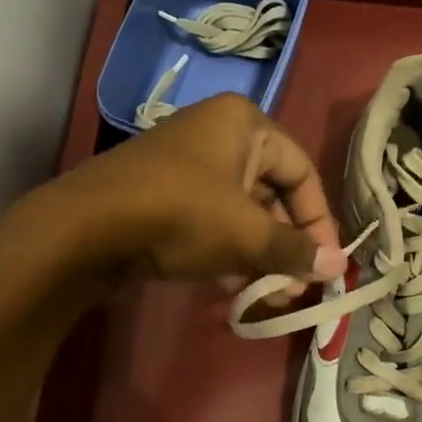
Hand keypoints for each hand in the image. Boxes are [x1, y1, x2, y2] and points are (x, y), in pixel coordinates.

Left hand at [44, 92, 347, 286]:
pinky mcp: (165, 194)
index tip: (325, 264)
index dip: (319, 221)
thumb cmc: (180, 215)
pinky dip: (228, 252)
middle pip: (272, 194)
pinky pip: (213, 221)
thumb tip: (338, 268)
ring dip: (259, 256)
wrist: (83, 230)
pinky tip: (231, 291)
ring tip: (267, 297)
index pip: (302, 172)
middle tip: (293, 289)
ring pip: (242, 213)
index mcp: (245, 124)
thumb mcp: (246, 234)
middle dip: (286, 246)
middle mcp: (219, 134)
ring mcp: (188, 165)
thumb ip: (295, 251)